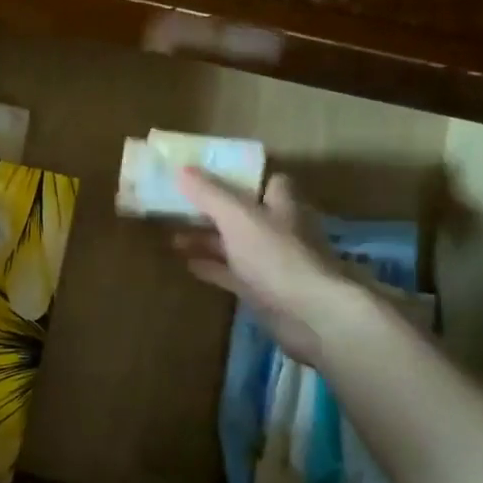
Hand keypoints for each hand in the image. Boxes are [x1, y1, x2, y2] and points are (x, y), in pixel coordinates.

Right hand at [172, 169, 362, 365]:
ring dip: (207, 239)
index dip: (242, 177)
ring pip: (234, 244)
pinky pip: (231, 273)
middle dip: (213, 210)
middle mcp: (279, 230)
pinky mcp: (262, 290)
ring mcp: (271, 262)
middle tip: (179, 207)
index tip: (209, 175)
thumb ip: (210, 194)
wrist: (310, 314)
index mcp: (281, 205)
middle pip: (244, 214)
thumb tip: (182, 168)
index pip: (267, 182)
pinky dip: (211, 267)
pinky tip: (187, 264)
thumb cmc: (276, 256)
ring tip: (173, 236)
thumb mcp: (238, 217)